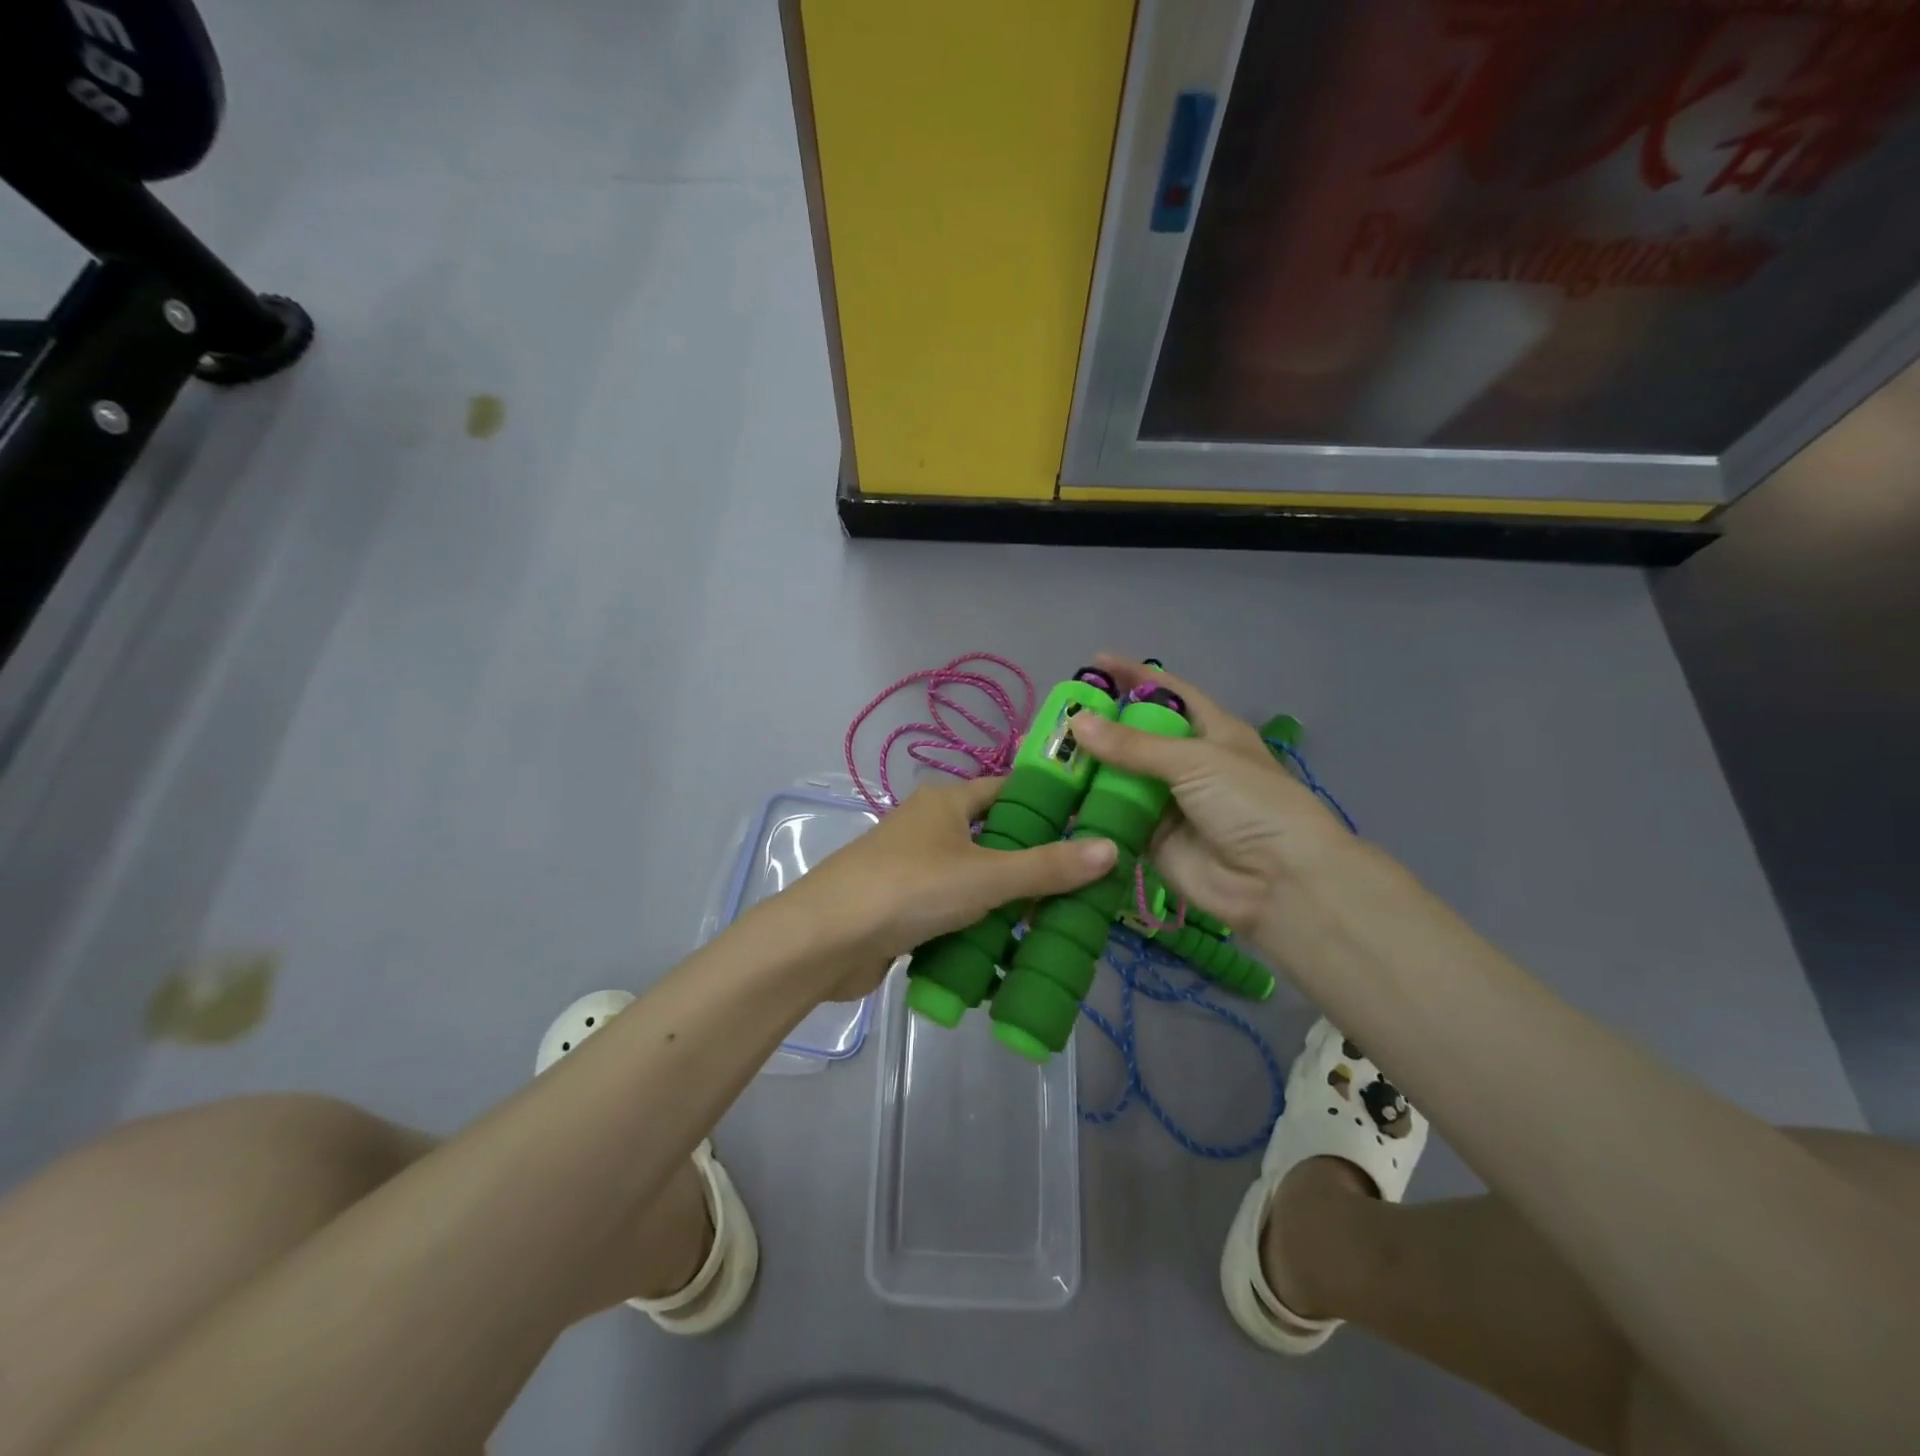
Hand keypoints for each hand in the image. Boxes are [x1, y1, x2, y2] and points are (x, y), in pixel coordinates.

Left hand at [785, 776, 1118, 1001]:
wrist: (824, 941)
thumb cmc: (908, 889)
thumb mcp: (986, 876)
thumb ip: (1046, 867)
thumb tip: (1110, 848)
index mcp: (947, 801)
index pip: (1009, 789)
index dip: (1049, 803)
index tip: (1091, 824)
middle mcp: (930, 827)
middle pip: (995, 838)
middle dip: (1034, 862)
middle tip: (1084, 884)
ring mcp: (915, 869)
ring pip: (976, 879)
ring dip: (1008, 901)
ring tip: (1058, 922)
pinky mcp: (905, 908)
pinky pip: (955, 911)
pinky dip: (980, 927)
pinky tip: (1010, 950)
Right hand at [1065, 655, 1352, 944]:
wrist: (1279, 883)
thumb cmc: (1249, 804)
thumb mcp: (1195, 761)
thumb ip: (1133, 745)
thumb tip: (1076, 722)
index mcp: (1212, 731)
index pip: (1169, 692)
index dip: (1135, 675)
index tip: (1096, 662)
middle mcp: (1189, 763)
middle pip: (1138, 736)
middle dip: (1102, 726)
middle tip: (1058, 717)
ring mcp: (1169, 803)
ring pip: (1122, 778)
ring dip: (1090, 769)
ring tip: (1047, 756)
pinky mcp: (1153, 840)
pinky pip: (1116, 818)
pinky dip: (1091, 810)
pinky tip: (1057, 799)